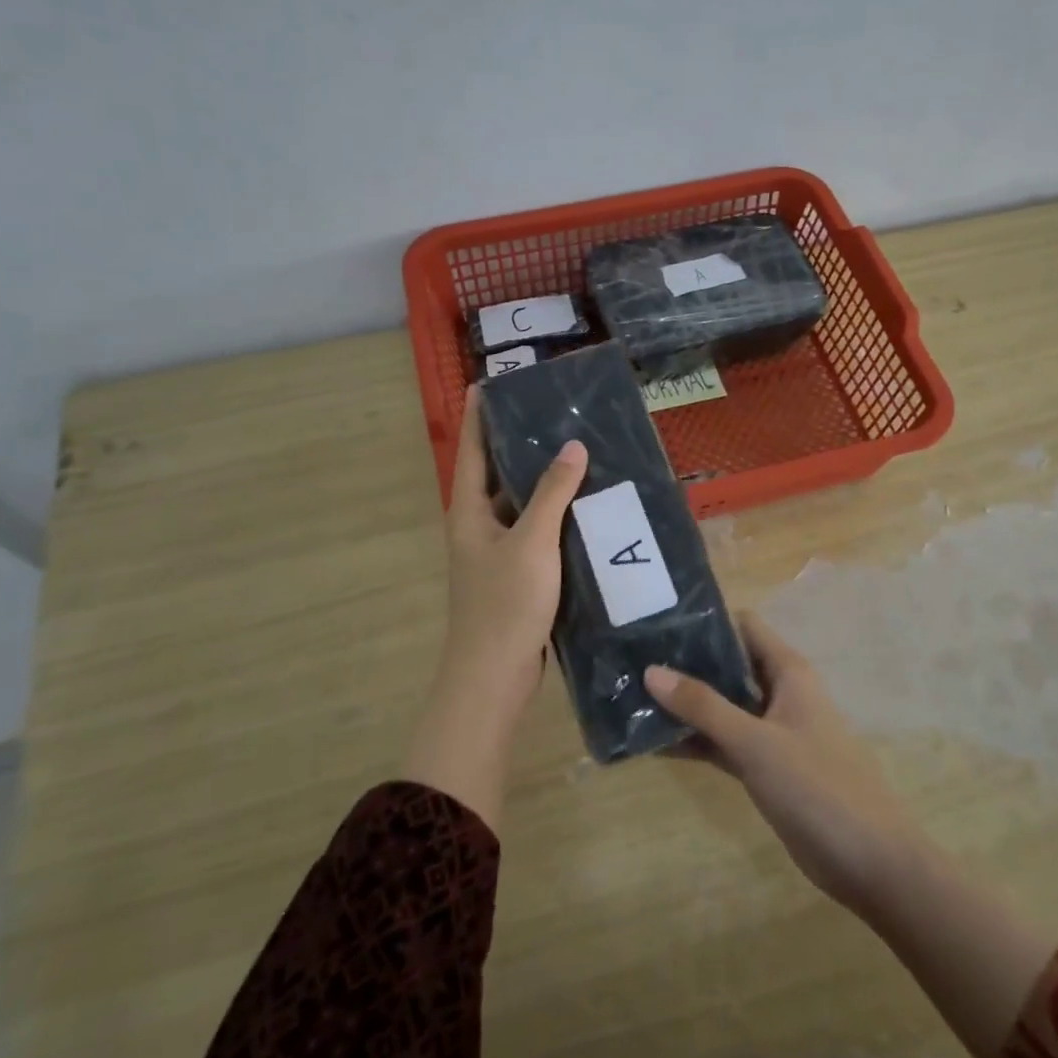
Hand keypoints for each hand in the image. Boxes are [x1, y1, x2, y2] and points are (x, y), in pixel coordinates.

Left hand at [403, 386, 586, 827]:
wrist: (494, 677)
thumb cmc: (504, 604)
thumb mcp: (531, 542)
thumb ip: (551, 493)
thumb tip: (572, 445)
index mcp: (469, 511)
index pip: (472, 449)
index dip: (479, 414)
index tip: (491, 381)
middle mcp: (479, 525)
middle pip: (498, 472)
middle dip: (520, 441)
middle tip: (555, 410)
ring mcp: (498, 551)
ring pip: (522, 503)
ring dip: (544, 479)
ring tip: (579, 448)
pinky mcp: (519, 573)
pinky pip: (538, 531)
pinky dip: (557, 514)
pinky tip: (587, 504)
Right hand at [644, 614, 928, 916]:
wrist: (871, 862)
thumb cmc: (818, 786)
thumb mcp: (755, 742)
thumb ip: (704, 707)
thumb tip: (651, 670)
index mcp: (788, 672)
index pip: (743, 626)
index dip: (704, 620)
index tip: (658, 621)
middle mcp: (780, 692)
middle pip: (728, 664)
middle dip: (686, 663)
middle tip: (633, 659)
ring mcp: (773, 731)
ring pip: (723, 705)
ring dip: (686, 704)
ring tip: (633, 696)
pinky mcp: (767, 766)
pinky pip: (724, 742)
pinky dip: (696, 740)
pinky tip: (654, 742)